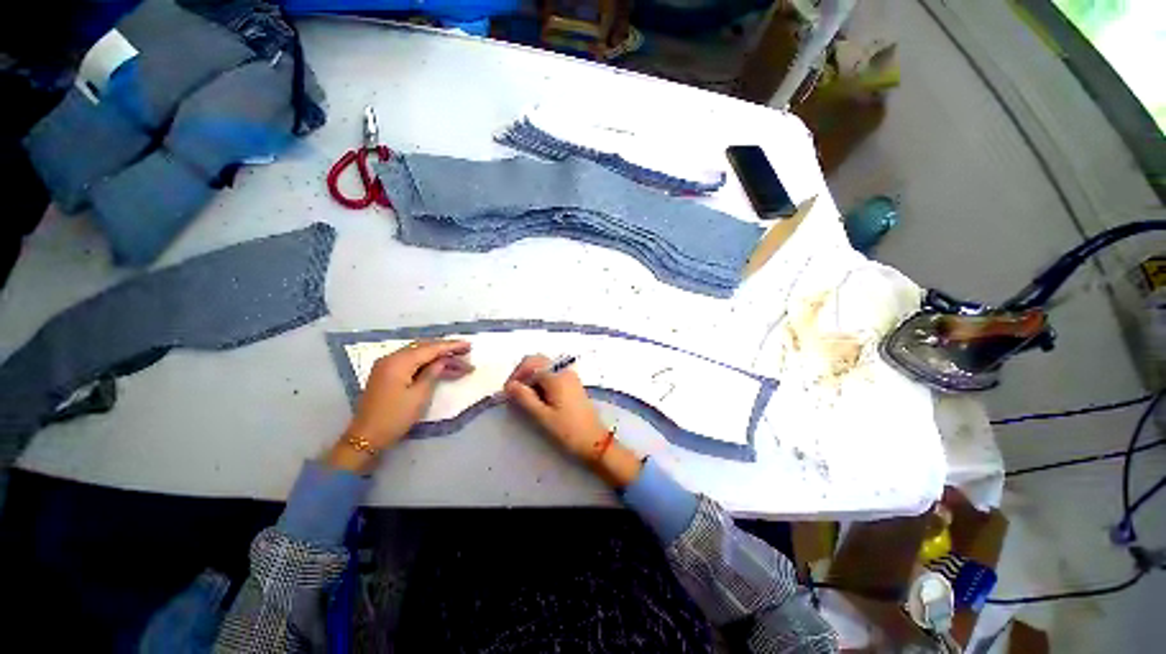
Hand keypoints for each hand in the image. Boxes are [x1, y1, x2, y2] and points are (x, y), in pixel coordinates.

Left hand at [329, 340, 472, 471]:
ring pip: (419, 355)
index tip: (469, 345)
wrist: (366, 437)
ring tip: (460, 365)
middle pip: (424, 348)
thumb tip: (443, 360)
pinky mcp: (388, 375)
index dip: (451, 346)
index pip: (430, 348)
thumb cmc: (395, 416)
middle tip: (466, 352)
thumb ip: (433, 373)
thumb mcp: (419, 395)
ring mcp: (388, 366)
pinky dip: (428, 364)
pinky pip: (412, 363)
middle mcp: (392, 358)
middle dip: (446, 350)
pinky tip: (442, 369)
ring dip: (439, 359)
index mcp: (398, 362)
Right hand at [503, 355, 609, 461]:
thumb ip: (525, 398)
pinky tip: (538, 398)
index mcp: (557, 377)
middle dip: (523, 373)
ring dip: (532, 378)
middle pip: (538, 362)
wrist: (595, 441)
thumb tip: (510, 385)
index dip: (516, 375)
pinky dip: (542, 382)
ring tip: (524, 398)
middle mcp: (564, 371)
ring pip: (545, 368)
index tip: (507, 393)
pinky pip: (553, 376)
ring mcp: (570, 377)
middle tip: (513, 393)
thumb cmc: (568, 430)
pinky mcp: (573, 384)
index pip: (530, 365)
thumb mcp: (543, 416)